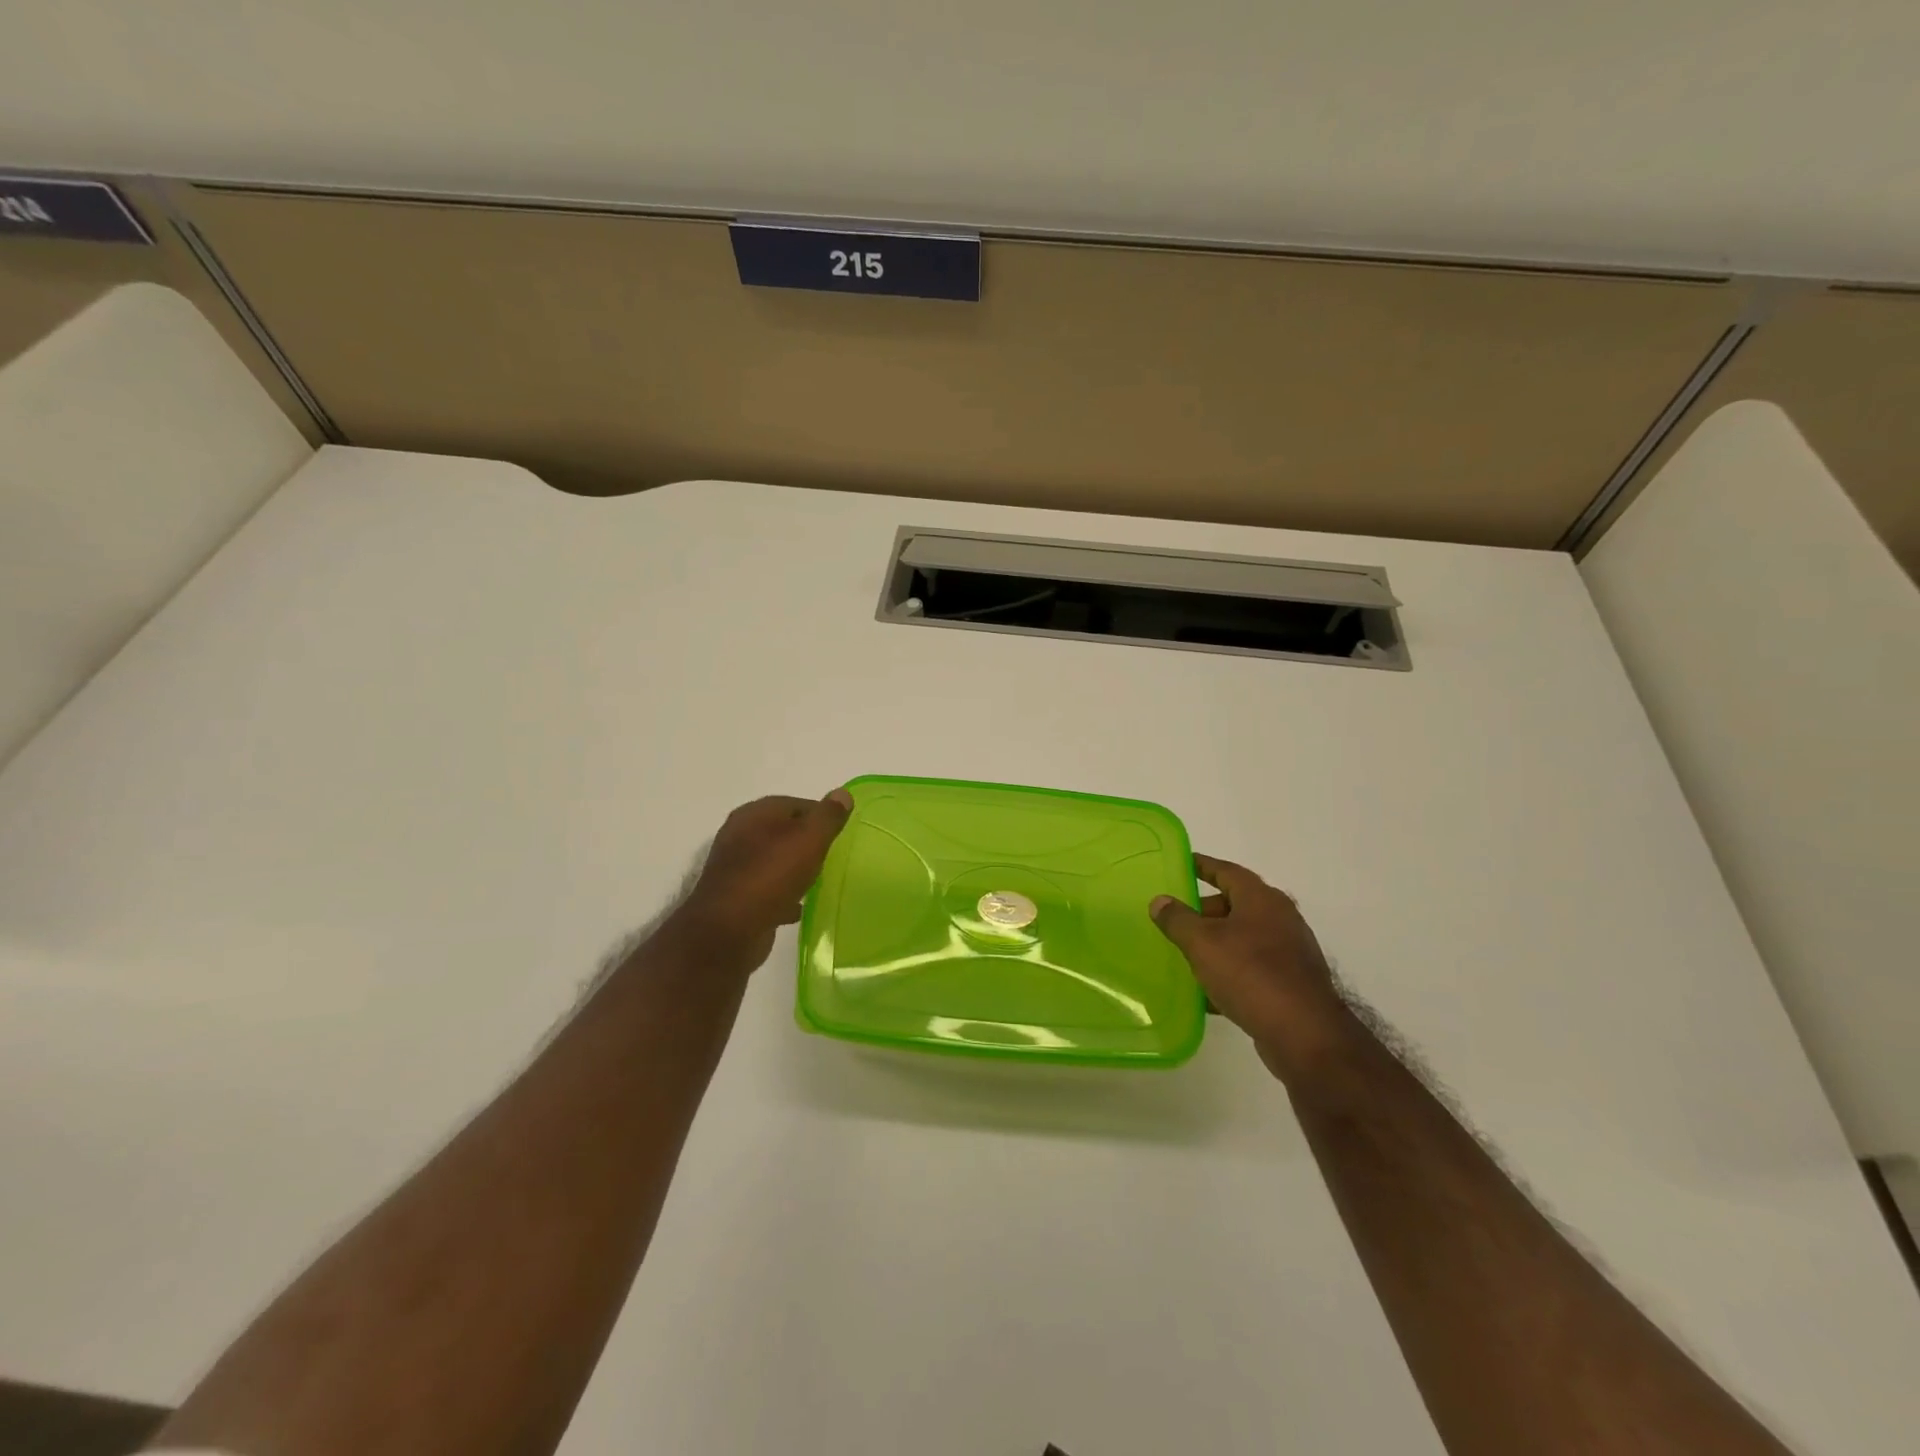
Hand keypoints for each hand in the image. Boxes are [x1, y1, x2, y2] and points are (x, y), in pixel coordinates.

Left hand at [673, 790, 853, 966]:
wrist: (728, 932)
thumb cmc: (770, 876)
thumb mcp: (809, 840)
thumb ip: (827, 817)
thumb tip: (843, 793)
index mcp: (755, 814)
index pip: (796, 804)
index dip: (821, 816)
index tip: (842, 833)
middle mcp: (740, 835)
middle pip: (783, 831)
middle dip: (807, 841)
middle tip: (833, 855)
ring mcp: (735, 867)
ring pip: (774, 860)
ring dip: (795, 868)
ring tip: (819, 880)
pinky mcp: (735, 897)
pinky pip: (767, 889)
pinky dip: (783, 894)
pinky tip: (799, 907)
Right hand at [1150, 854, 1345, 1076]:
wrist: (1304, 1033)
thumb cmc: (1250, 974)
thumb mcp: (1202, 943)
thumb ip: (1178, 919)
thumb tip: (1160, 901)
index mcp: (1261, 899)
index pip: (1228, 871)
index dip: (1203, 866)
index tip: (1184, 862)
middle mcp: (1280, 918)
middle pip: (1237, 904)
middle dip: (1206, 910)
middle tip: (1177, 918)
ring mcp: (1290, 951)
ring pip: (1244, 938)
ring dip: (1217, 943)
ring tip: (1187, 954)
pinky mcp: (1292, 983)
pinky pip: (1253, 967)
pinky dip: (1231, 970)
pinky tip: (1208, 992)